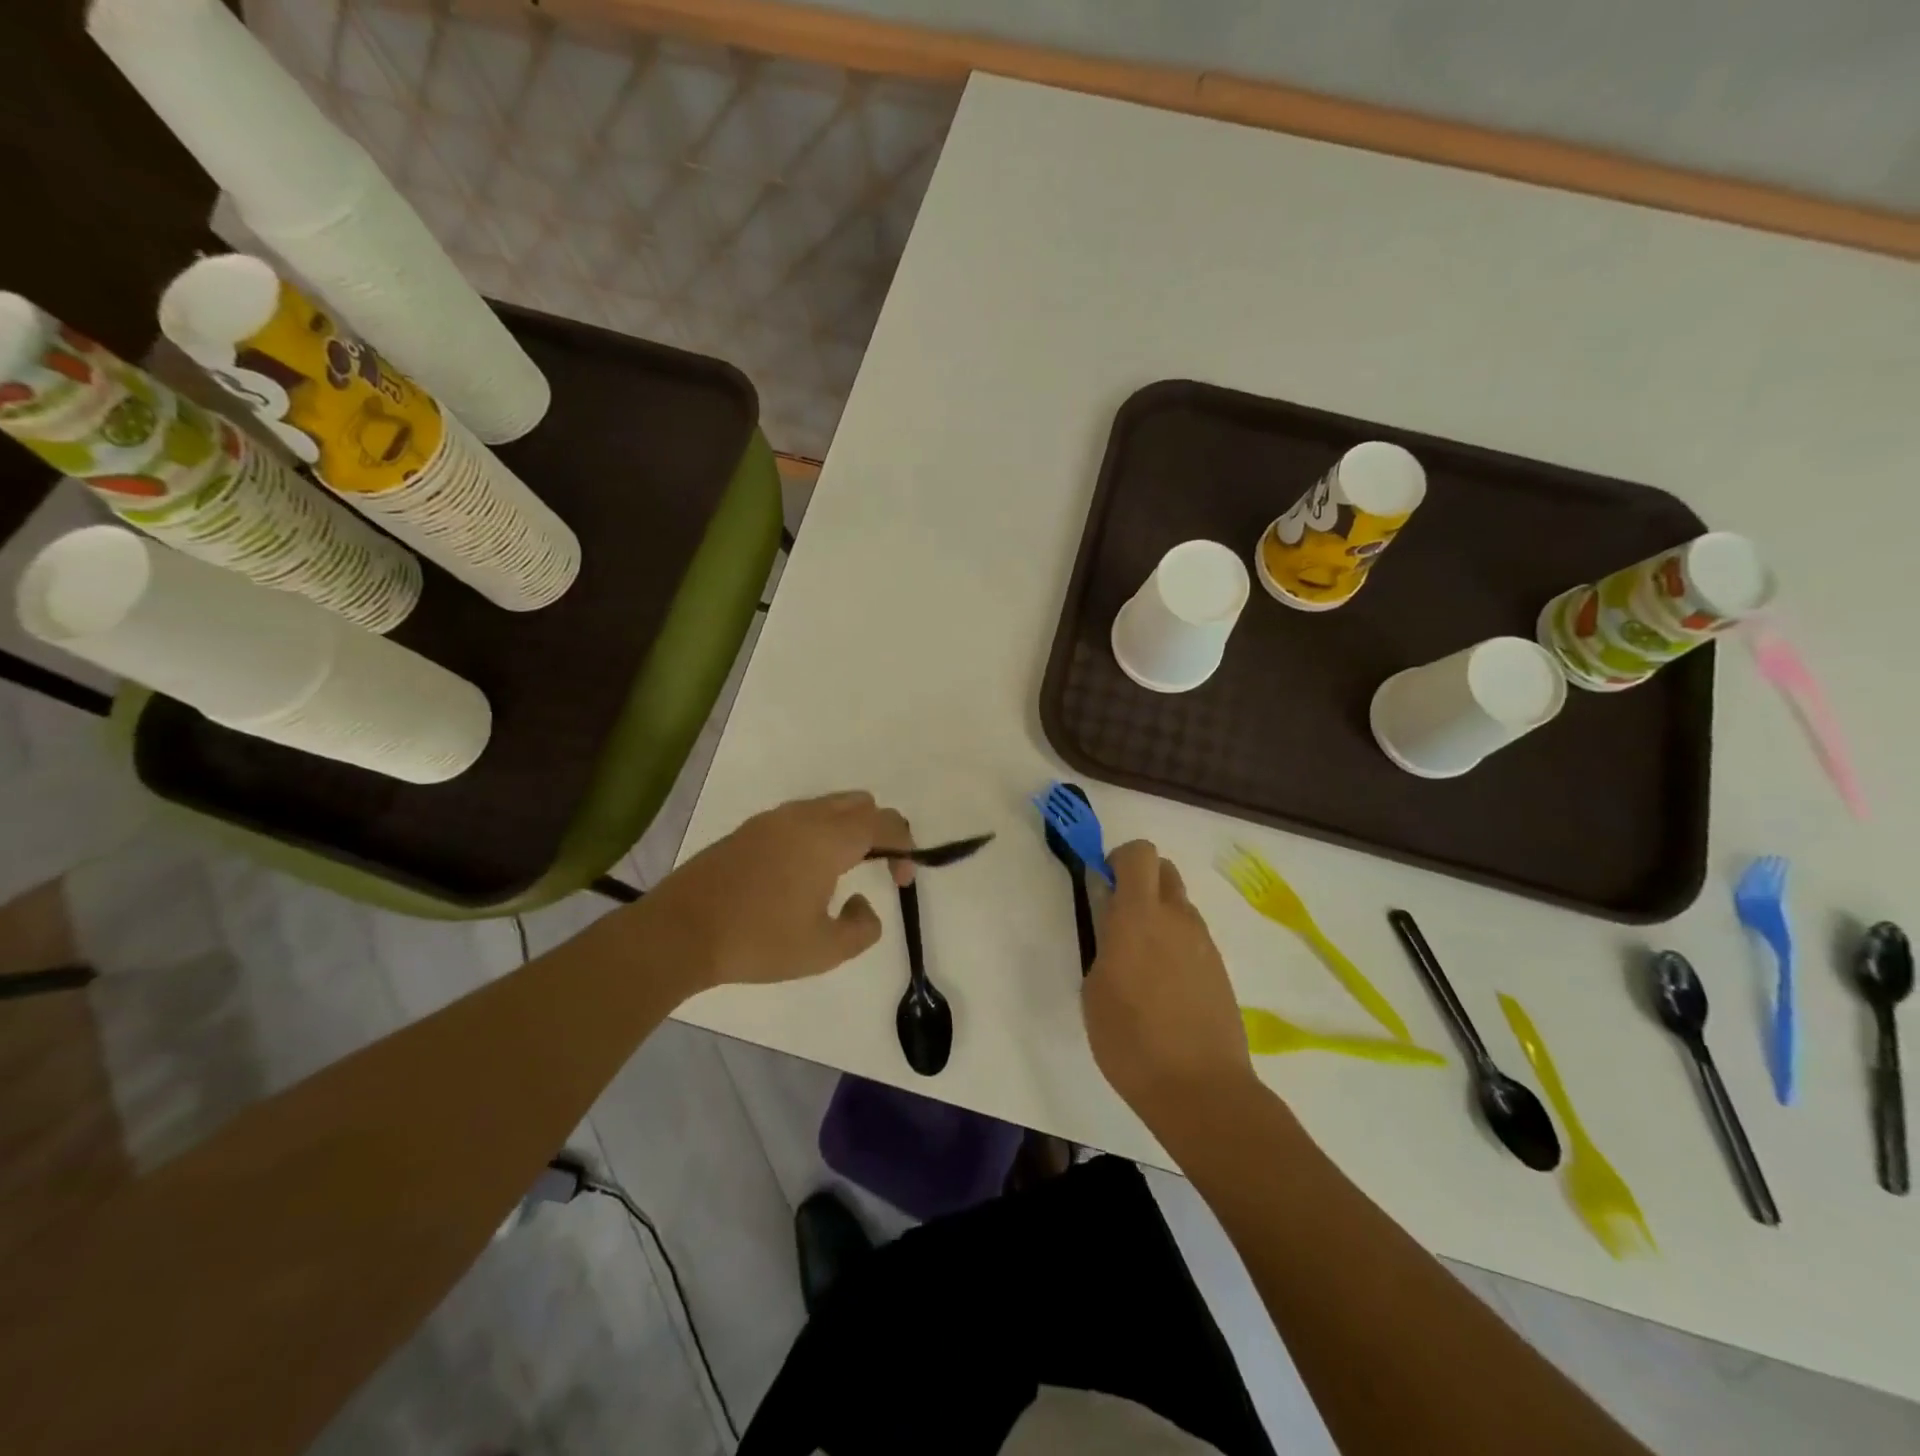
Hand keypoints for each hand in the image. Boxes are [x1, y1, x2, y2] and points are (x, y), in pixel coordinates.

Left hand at [644, 791, 913, 991]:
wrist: (680, 932)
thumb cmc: (759, 940)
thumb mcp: (825, 950)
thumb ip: (863, 928)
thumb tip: (863, 904)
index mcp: (829, 839)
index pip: (884, 823)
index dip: (905, 846)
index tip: (903, 879)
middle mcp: (804, 817)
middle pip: (859, 803)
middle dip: (879, 831)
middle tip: (878, 869)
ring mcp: (773, 819)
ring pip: (827, 806)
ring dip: (847, 829)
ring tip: (841, 872)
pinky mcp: (749, 829)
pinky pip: (800, 816)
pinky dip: (818, 832)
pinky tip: (802, 873)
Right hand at [1084, 840, 1254, 1123]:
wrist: (1201, 1089)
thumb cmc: (1131, 1040)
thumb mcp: (1095, 989)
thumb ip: (1104, 942)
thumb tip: (1112, 922)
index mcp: (1139, 916)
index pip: (1139, 853)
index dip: (1118, 859)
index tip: (1103, 885)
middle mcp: (1176, 918)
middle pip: (1164, 869)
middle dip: (1140, 879)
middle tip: (1120, 916)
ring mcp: (1203, 943)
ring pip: (1179, 904)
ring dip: (1159, 913)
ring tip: (1140, 961)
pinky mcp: (1219, 968)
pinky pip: (1192, 936)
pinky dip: (1175, 942)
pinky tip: (1163, 986)